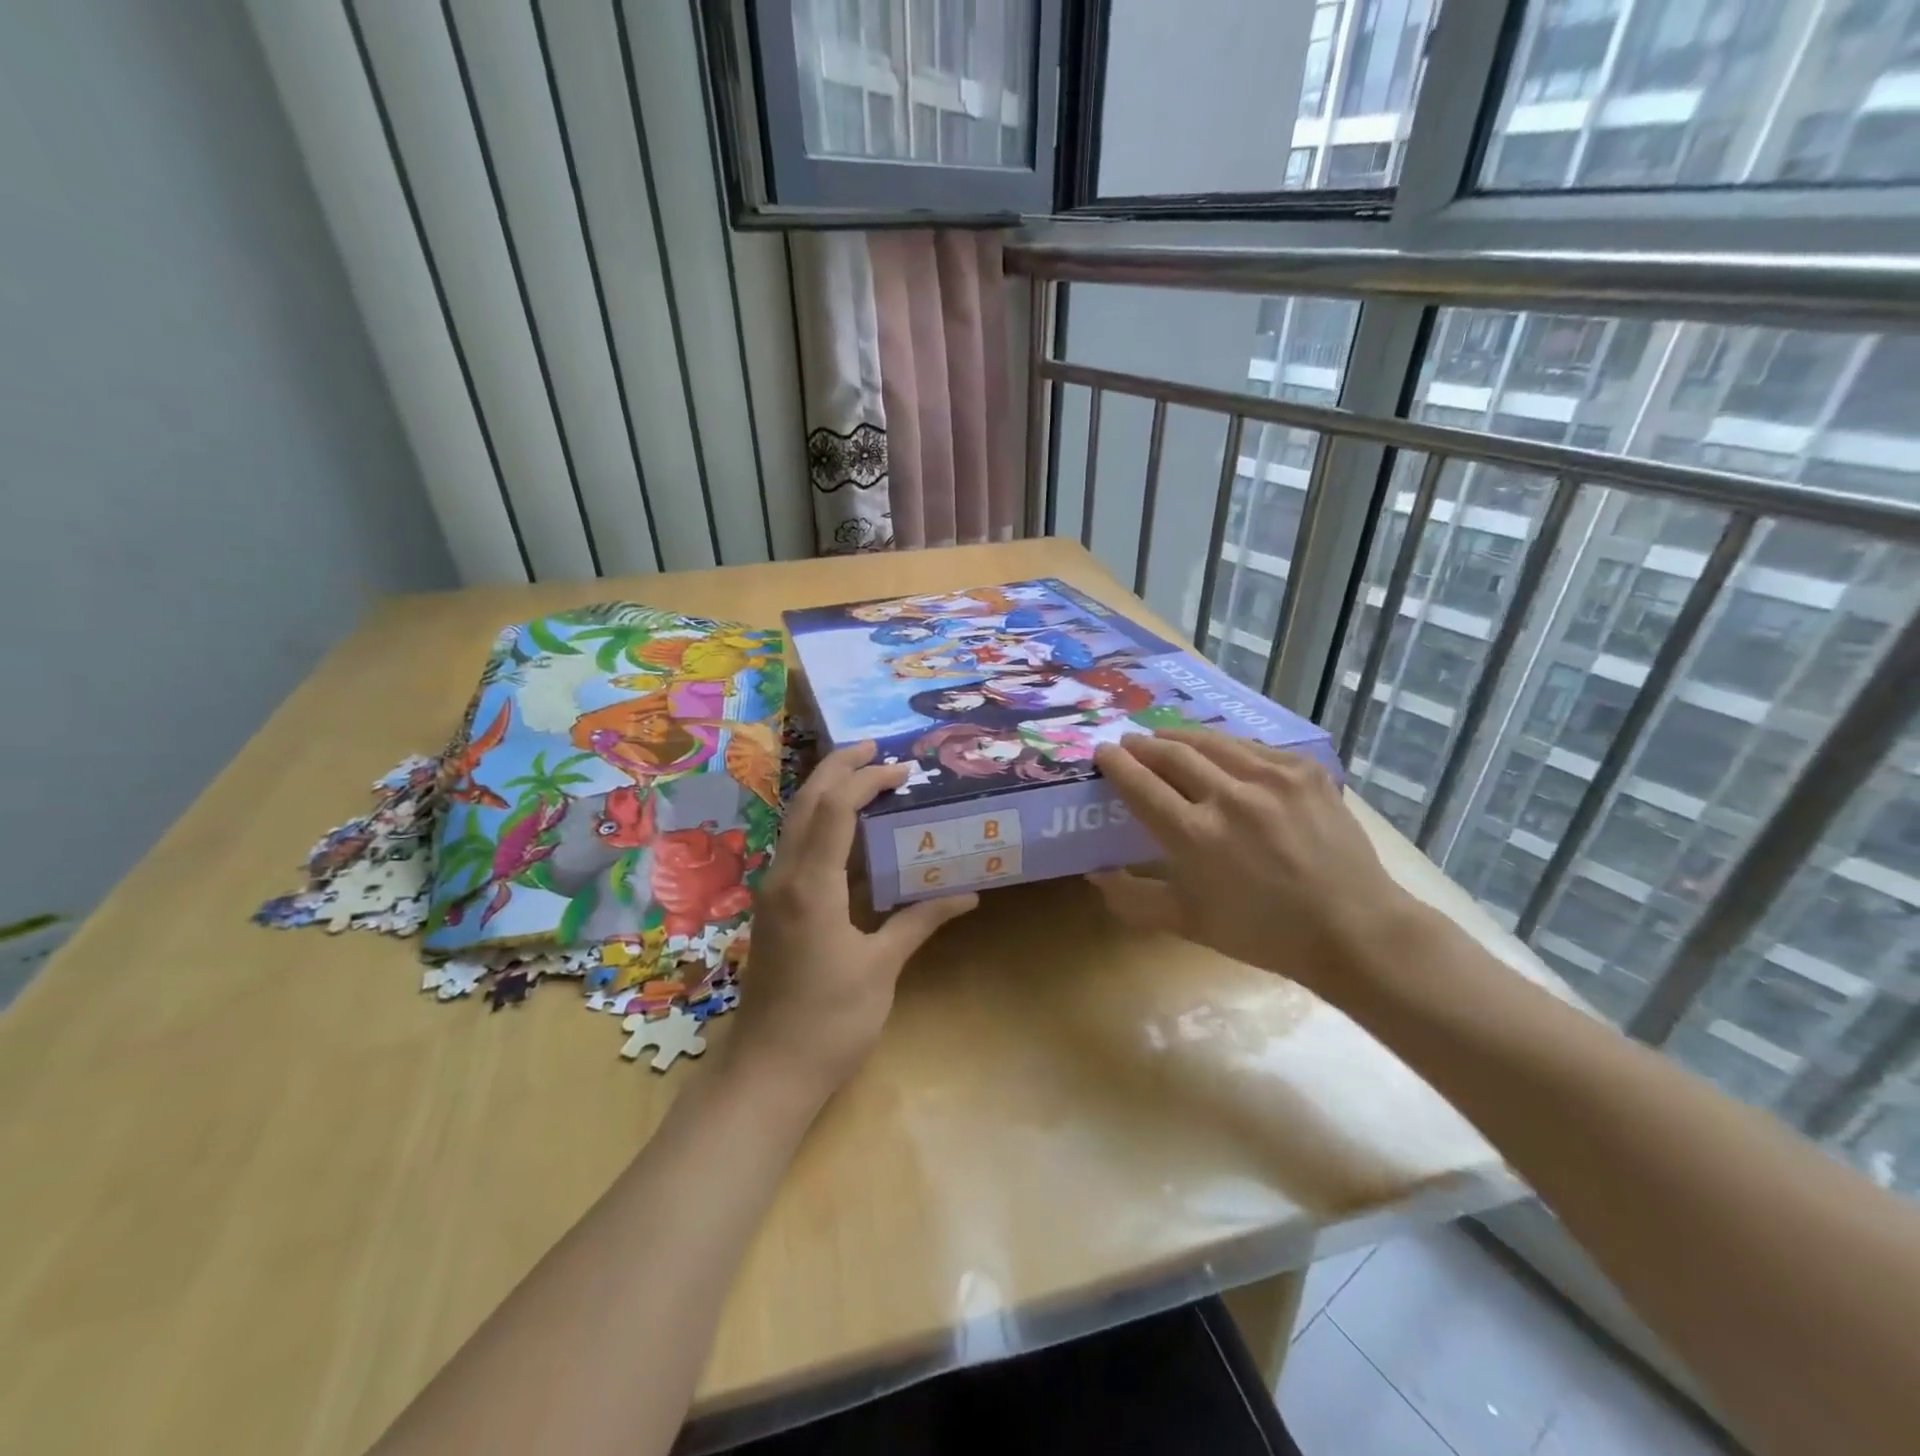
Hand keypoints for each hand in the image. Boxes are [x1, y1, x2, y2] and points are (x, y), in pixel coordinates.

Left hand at [730, 742, 978, 1103]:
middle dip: (838, 768)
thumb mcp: (881, 968)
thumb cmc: (829, 1021)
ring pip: (797, 823)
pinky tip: (852, 832)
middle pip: (806, 804)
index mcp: (810, 886)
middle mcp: (784, 877)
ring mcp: (775, 892)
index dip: (867, 781)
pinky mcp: (777, 909)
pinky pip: (799, 849)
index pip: (835, 811)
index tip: (902, 769)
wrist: (768, 1071)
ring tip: (866, 776)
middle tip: (875, 749)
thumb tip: (969, 894)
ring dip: (828, 793)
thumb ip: (920, 921)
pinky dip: (824, 825)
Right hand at [1087, 729, 1418, 998]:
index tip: (1103, 752)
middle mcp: (1229, 798)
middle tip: (1129, 742)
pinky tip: (1218, 751)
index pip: (1141, 785)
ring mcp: (1271, 779)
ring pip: (1211, 741)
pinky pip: (1251, 747)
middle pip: (1172, 754)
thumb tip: (1095, 874)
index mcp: (1196, 837)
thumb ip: (1134, 898)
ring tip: (1164, 737)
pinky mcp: (1304, 771)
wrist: (1353, 928)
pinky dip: (1224, 746)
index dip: (1117, 764)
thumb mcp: (1189, 922)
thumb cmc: (1263, 932)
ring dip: (1179, 737)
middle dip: (1143, 744)